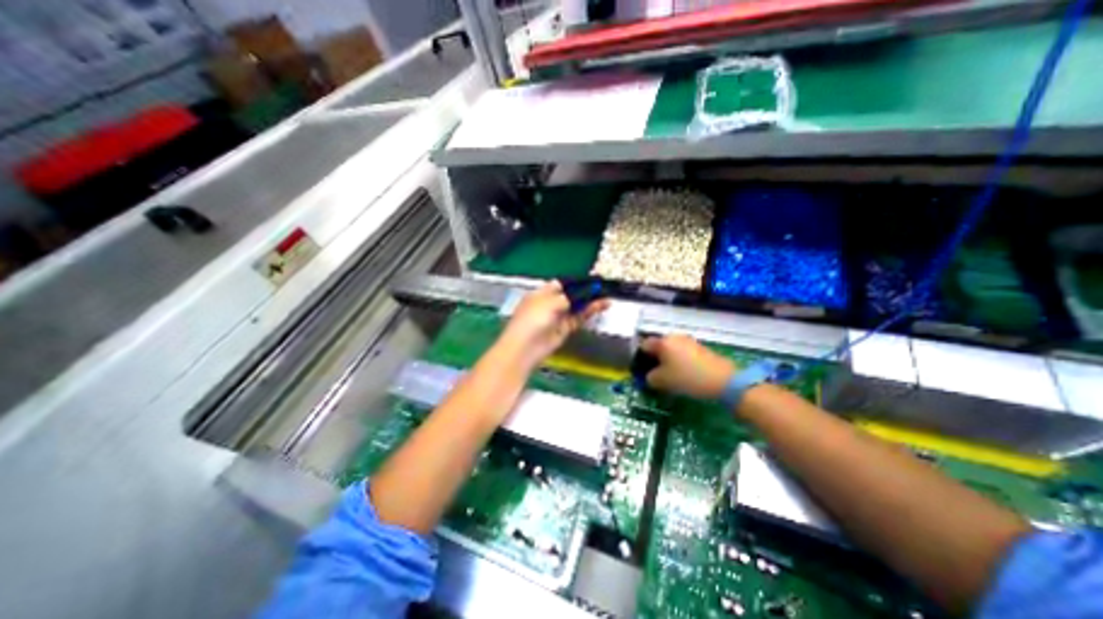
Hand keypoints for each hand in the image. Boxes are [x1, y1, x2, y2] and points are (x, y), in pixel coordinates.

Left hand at [492, 280, 606, 371]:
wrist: (526, 347)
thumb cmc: (533, 319)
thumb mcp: (550, 302)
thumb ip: (569, 296)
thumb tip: (582, 293)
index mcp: (541, 293)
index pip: (559, 284)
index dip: (574, 282)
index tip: (590, 280)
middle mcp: (549, 304)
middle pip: (570, 295)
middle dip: (585, 292)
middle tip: (601, 288)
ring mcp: (557, 317)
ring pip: (576, 307)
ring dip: (590, 302)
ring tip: (606, 296)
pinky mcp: (564, 329)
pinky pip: (578, 318)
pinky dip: (588, 312)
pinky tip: (599, 306)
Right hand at [639, 337, 730, 398]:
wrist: (723, 380)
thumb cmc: (687, 378)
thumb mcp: (662, 381)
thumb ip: (650, 377)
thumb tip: (650, 376)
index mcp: (662, 342)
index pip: (644, 345)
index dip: (640, 358)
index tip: (641, 371)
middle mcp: (674, 337)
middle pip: (658, 346)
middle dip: (655, 359)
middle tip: (655, 375)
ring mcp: (689, 341)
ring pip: (671, 350)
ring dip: (667, 361)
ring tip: (669, 377)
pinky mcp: (700, 348)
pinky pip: (682, 353)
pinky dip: (679, 362)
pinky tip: (683, 375)